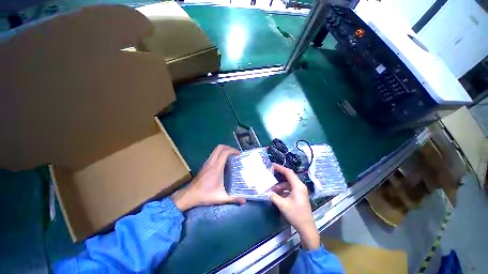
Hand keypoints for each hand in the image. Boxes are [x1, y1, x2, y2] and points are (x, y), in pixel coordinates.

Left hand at [171, 145, 245, 211]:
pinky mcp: (204, 165)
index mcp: (216, 167)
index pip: (225, 152)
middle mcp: (211, 162)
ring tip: (231, 156)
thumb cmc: (205, 195)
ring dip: (224, 150)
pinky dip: (219, 154)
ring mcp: (207, 163)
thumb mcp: (221, 197)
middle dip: (228, 147)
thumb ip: (233, 198)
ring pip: (215, 150)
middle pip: (219, 147)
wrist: (190, 195)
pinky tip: (223, 162)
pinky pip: (213, 154)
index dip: (233, 150)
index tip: (239, 154)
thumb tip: (245, 201)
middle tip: (235, 153)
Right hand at [270, 164, 319, 249]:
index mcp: (298, 186)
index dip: (280, 168)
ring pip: (288, 183)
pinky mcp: (299, 195)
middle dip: (279, 174)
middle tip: (271, 173)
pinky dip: (283, 190)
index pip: (288, 172)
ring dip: (280, 185)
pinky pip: (290, 188)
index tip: (272, 165)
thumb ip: (274, 197)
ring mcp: (300, 191)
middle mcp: (300, 186)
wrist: (306, 228)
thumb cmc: (296, 215)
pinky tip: (277, 195)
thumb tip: (267, 192)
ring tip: (272, 190)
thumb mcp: (283, 205)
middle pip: (289, 176)